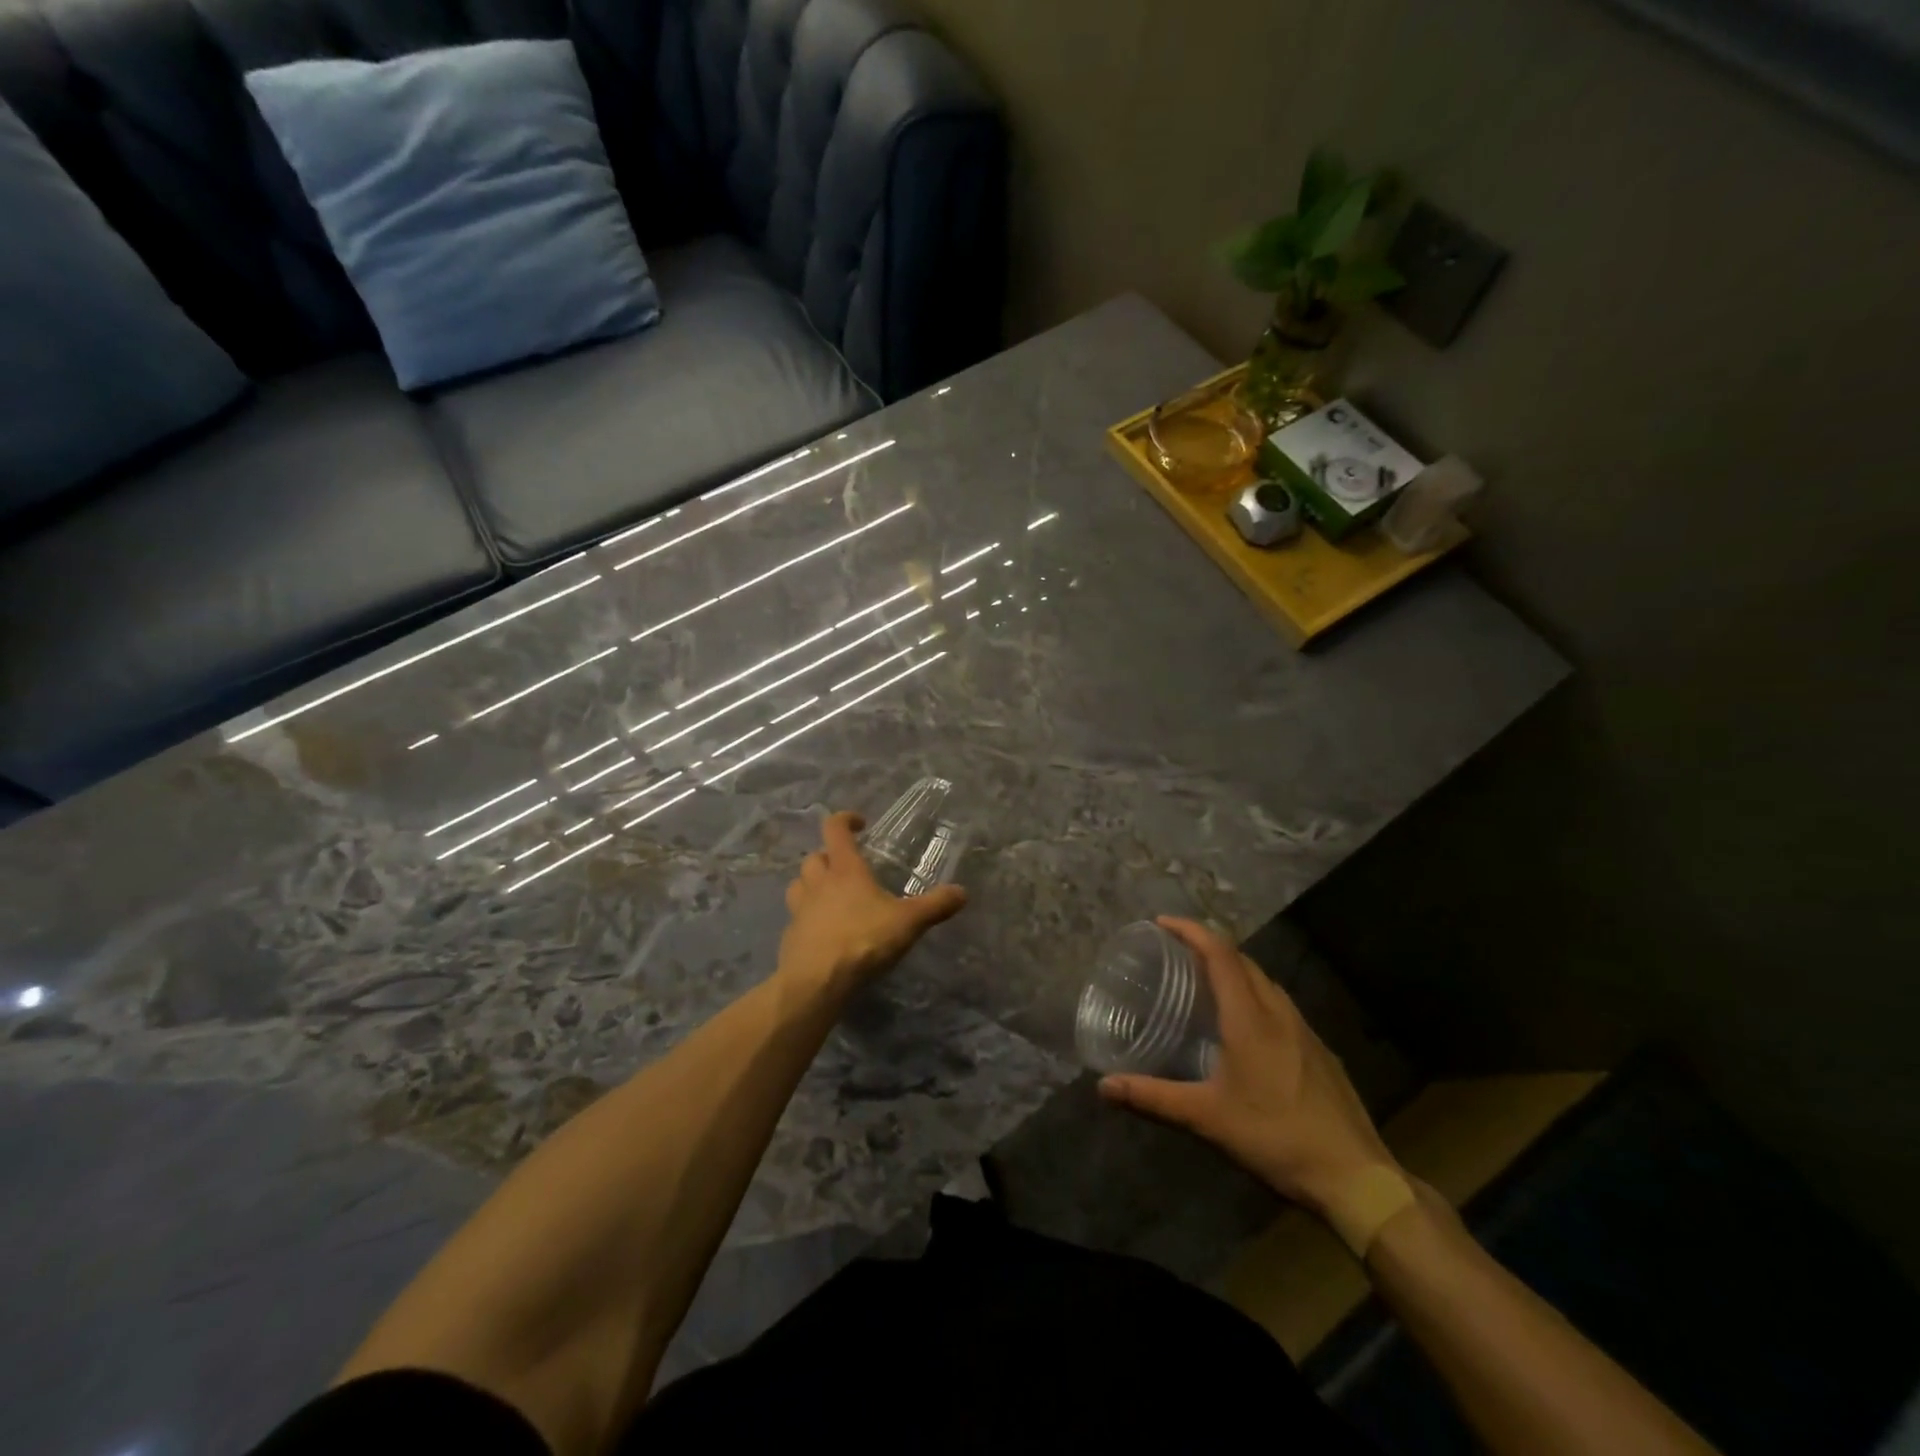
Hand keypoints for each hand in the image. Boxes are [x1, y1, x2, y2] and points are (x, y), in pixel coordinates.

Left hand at [778, 811, 967, 996]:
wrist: (817, 983)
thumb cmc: (863, 941)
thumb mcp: (908, 923)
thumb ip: (935, 906)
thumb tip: (962, 892)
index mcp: (845, 871)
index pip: (835, 829)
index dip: (845, 820)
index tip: (860, 824)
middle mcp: (817, 884)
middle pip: (813, 857)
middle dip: (828, 856)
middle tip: (846, 867)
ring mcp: (799, 911)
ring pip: (798, 885)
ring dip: (811, 884)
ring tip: (830, 896)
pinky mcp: (790, 937)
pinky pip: (796, 918)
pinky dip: (807, 918)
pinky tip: (824, 933)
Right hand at [1098, 916, 1400, 1225]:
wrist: (1356, 1176)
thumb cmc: (1276, 1138)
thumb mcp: (1208, 1118)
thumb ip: (1154, 1097)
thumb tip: (1104, 1086)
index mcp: (1250, 1018)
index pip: (1220, 954)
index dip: (1191, 931)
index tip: (1161, 923)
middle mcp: (1279, 1012)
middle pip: (1242, 961)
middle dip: (1208, 946)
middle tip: (1175, 952)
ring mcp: (1304, 1030)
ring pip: (1264, 981)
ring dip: (1233, 969)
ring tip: (1204, 981)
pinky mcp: (1319, 1050)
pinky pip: (1279, 1004)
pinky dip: (1253, 994)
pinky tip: (1244, 1025)